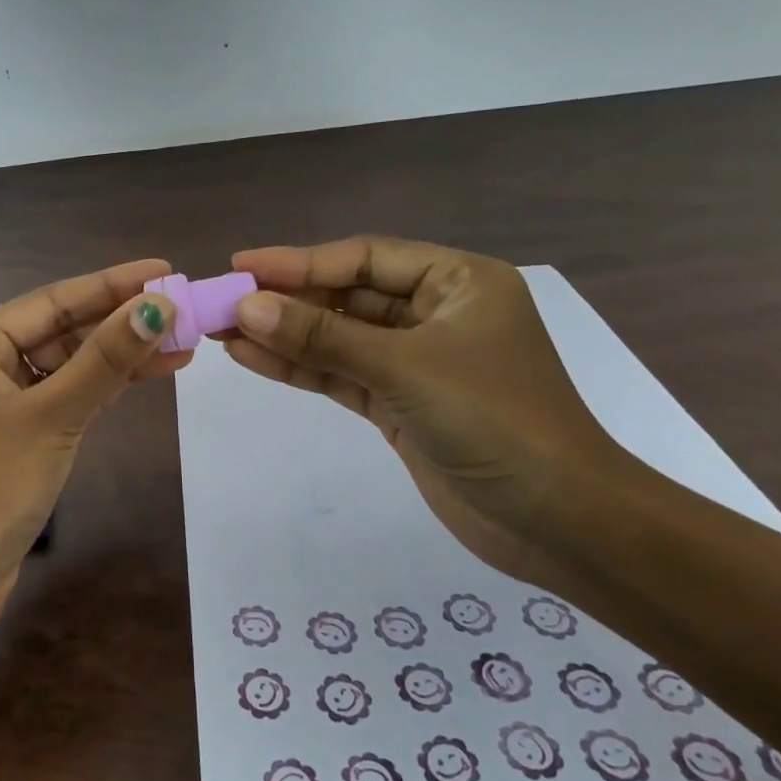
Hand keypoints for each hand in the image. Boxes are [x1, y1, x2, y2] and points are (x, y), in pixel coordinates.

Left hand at [0, 259, 184, 654]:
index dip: (111, 285)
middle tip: (182, 307)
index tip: (164, 271)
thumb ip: (105, 360)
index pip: (53, 301)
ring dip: (120, 356)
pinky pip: (67, 398)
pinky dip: (104, 389)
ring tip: (181, 342)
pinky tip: (147, 375)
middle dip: (120, 321)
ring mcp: (1, 405)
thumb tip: (156, 306)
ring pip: (69, 367)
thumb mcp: (52, 414)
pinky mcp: (19, 439)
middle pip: (62, 331)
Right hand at [224, 237, 626, 590]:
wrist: (557, 521)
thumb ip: (324, 336)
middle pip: (347, 297)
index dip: (300, 261)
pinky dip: (301, 368)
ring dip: (285, 335)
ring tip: (223, 330)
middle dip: (286, 300)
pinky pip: (342, 375)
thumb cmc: (495, 420)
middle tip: (223, 301)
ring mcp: (416, 362)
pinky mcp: (400, 404)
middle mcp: (436, 314)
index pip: (364, 259)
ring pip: (339, 338)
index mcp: (457, 282)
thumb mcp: (405, 368)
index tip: (242, 264)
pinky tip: (252, 358)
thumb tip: (247, 306)